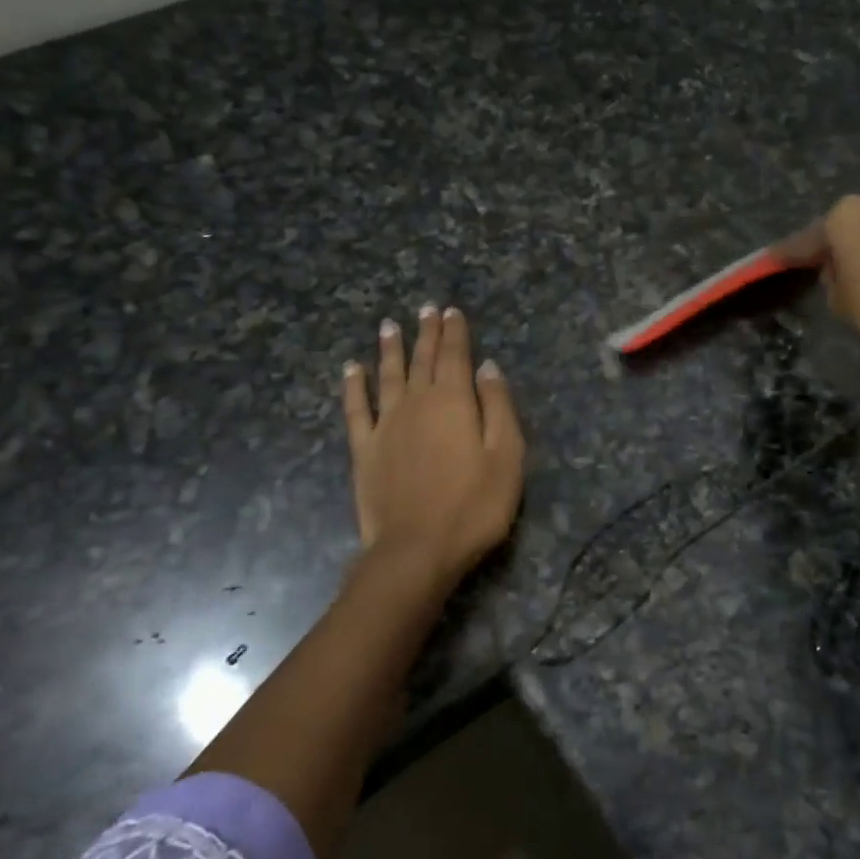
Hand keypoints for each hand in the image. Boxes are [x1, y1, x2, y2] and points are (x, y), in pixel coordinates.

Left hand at [341, 305, 525, 588]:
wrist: (417, 549)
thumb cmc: (473, 507)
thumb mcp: (506, 458)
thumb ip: (498, 408)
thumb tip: (488, 367)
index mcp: (454, 402)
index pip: (455, 356)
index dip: (455, 332)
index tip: (452, 311)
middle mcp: (416, 403)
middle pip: (422, 360)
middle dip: (426, 333)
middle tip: (426, 309)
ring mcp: (386, 425)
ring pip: (388, 375)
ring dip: (390, 349)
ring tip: (389, 325)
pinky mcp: (364, 449)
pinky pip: (356, 408)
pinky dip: (354, 385)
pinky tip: (353, 368)